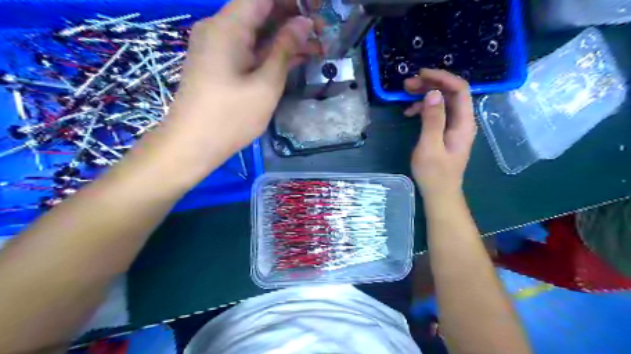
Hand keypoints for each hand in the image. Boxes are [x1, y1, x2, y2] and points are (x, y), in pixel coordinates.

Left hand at [163, 0, 320, 160]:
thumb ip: (285, 50)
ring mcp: (219, 47)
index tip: (317, 8)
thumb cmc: (231, 117)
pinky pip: (249, 48)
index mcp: (228, 27)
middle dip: (292, 17)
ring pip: (257, 31)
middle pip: (260, 10)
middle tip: (321, 32)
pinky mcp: (221, 63)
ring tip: (316, 47)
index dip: (293, 0)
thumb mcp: (265, 85)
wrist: (193, 145)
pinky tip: (295, 58)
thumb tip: (303, 24)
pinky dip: (271, 51)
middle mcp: (220, 28)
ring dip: (285, 36)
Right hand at [406, 70, 475, 198]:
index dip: (442, 77)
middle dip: (431, 84)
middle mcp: (463, 121)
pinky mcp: (446, 132)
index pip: (459, 89)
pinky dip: (424, 108)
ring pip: (443, 101)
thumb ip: (433, 119)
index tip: (421, 74)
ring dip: (425, 95)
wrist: (439, 193)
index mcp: (464, 122)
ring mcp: (455, 127)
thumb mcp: (430, 146)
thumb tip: (432, 94)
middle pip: (451, 93)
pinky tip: (410, 112)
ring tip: (405, 95)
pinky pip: (438, 113)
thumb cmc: (434, 173)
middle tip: (407, 84)